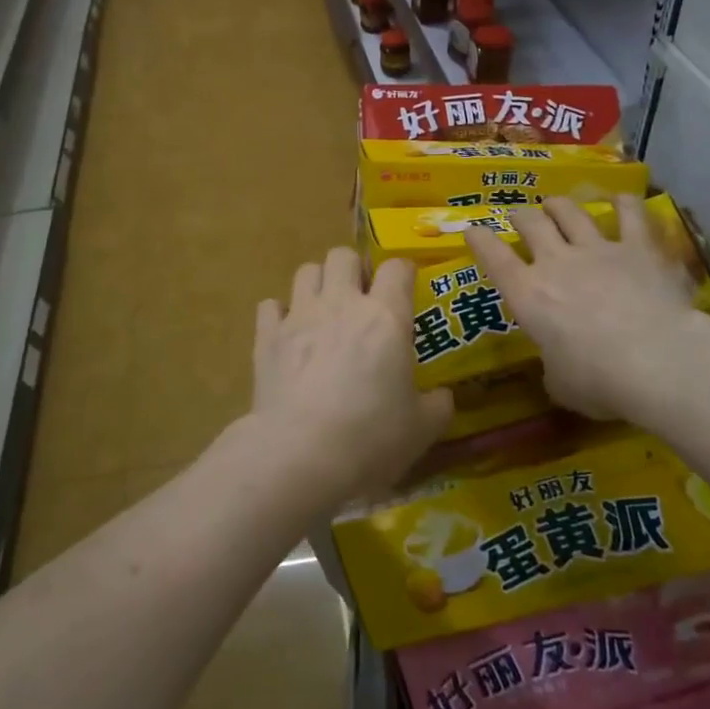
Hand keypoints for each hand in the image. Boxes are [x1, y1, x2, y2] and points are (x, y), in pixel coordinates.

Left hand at [250, 247, 452, 506]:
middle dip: (353, 269)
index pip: (397, 268)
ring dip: (317, 283)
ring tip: (323, 310)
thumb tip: (442, 397)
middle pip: (343, 255)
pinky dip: (279, 314)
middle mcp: (341, 303)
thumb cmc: (370, 438)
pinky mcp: (267, 336)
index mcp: (385, 317)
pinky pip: (270, 305)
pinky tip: (287, 334)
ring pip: (306, 270)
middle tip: (361, 297)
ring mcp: (299, 316)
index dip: (403, 272)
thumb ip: (436, 406)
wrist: (301, 453)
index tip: (406, 288)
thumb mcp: (421, 430)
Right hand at [465, 195, 707, 425]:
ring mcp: (598, 250)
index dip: (479, 240)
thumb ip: (552, 364)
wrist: (658, 362)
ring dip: (559, 205)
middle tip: (520, 217)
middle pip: (531, 223)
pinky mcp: (639, 248)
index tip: (473, 231)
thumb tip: (558, 364)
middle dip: (521, 217)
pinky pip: (630, 214)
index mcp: (527, 294)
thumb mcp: (560, 383)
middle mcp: (556, 262)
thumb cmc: (599, 381)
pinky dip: (623, 204)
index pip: (493, 257)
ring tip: (556, 204)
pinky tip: (620, 199)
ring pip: (570, 212)